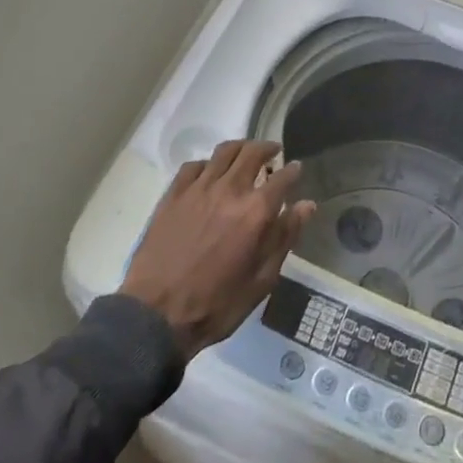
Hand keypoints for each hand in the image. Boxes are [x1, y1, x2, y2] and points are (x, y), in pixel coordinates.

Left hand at [119, 140, 315, 359]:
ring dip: (240, 148)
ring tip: (245, 154)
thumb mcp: (262, 280)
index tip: (296, 168)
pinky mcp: (173, 194)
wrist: (156, 314)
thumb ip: (285, 237)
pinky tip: (209, 174)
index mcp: (256, 212)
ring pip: (224, 151)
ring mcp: (198, 188)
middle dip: (268, 148)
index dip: (293, 170)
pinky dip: (208, 164)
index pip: (283, 177)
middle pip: (252, 153)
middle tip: (273, 152)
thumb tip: (306, 205)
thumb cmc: (216, 304)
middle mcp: (230, 190)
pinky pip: (194, 165)